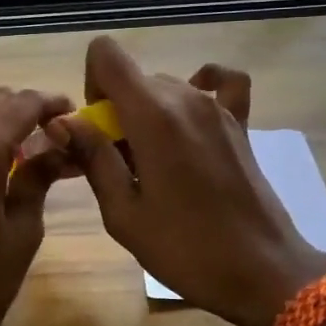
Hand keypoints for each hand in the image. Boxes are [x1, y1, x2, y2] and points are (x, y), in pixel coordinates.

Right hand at [54, 37, 325, 325]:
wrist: (262, 270)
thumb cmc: (185, 248)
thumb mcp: (123, 212)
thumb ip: (92, 157)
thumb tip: (63, 121)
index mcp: (152, 114)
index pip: (107, 54)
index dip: (91, 84)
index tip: (97, 130)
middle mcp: (186, 96)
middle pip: (134, 79)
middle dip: (117, 111)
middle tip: (121, 165)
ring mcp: (218, 107)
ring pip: (166, 87)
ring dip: (148, 114)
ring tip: (154, 164)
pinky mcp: (240, 123)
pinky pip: (221, 83)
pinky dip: (200, 88)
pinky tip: (190, 118)